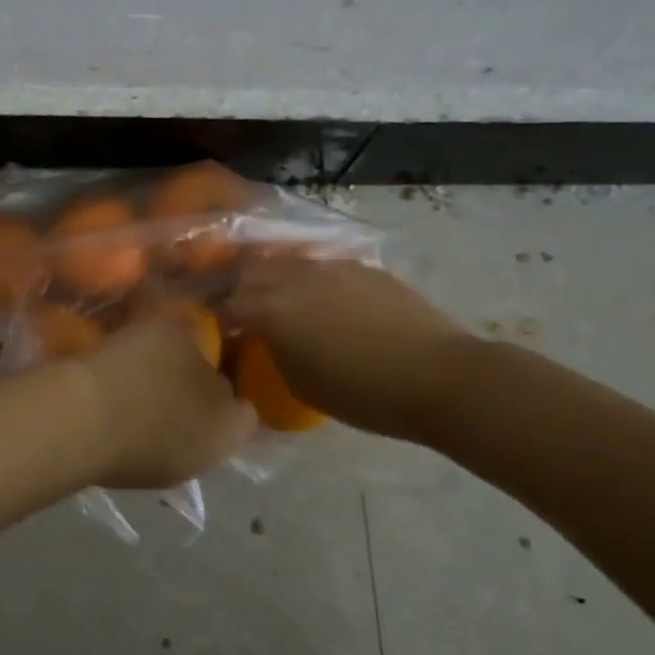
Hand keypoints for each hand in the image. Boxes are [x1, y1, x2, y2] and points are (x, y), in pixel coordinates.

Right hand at [74, 319, 255, 489]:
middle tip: (170, 352)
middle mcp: (201, 461)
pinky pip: (133, 435)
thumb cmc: (145, 374)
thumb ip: (192, 337)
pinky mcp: (118, 473)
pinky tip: (108, 384)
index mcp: (229, 430)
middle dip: (191, 387)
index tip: (215, 347)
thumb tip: (192, 340)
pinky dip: (126, 414)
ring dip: (156, 402)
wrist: (77, 423)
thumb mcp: (176, 333)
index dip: (233, 375)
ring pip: (167, 429)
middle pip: (205, 419)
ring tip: (133, 363)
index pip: (247, 406)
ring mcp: (157, 473)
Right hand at [225, 256, 469, 437]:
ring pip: (285, 261)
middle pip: (250, 270)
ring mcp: (330, 266)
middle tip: (239, 305)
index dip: (216, 314)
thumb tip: (268, 339)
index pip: (228, 303)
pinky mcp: (361, 266)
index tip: (217, 326)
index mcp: (272, 310)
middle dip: (238, 285)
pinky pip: (320, 265)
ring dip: (272, 276)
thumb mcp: (302, 384)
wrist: (438, 375)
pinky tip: (321, 297)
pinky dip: (307, 278)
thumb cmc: (364, 393)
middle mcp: (294, 278)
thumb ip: (275, 352)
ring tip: (277, 297)